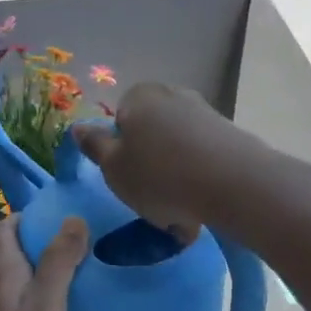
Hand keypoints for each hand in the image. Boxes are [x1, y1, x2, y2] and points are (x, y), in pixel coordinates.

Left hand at [0, 213, 87, 310]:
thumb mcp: (47, 304)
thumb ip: (60, 260)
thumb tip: (73, 218)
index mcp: (0, 266)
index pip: (9, 224)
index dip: (34, 218)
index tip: (65, 223)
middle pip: (8, 249)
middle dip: (38, 244)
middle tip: (76, 251)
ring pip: (8, 276)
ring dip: (33, 271)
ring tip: (67, 280)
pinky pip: (6, 300)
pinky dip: (26, 296)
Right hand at [74, 83, 258, 236]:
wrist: (234, 183)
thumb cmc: (159, 175)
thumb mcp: (113, 167)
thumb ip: (94, 145)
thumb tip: (77, 126)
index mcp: (139, 97)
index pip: (119, 121)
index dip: (120, 153)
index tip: (127, 180)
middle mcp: (172, 95)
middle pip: (150, 135)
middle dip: (150, 166)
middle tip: (151, 200)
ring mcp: (205, 113)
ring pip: (177, 151)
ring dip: (176, 179)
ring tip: (180, 214)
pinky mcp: (230, 135)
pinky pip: (203, 160)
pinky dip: (199, 181)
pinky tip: (202, 209)